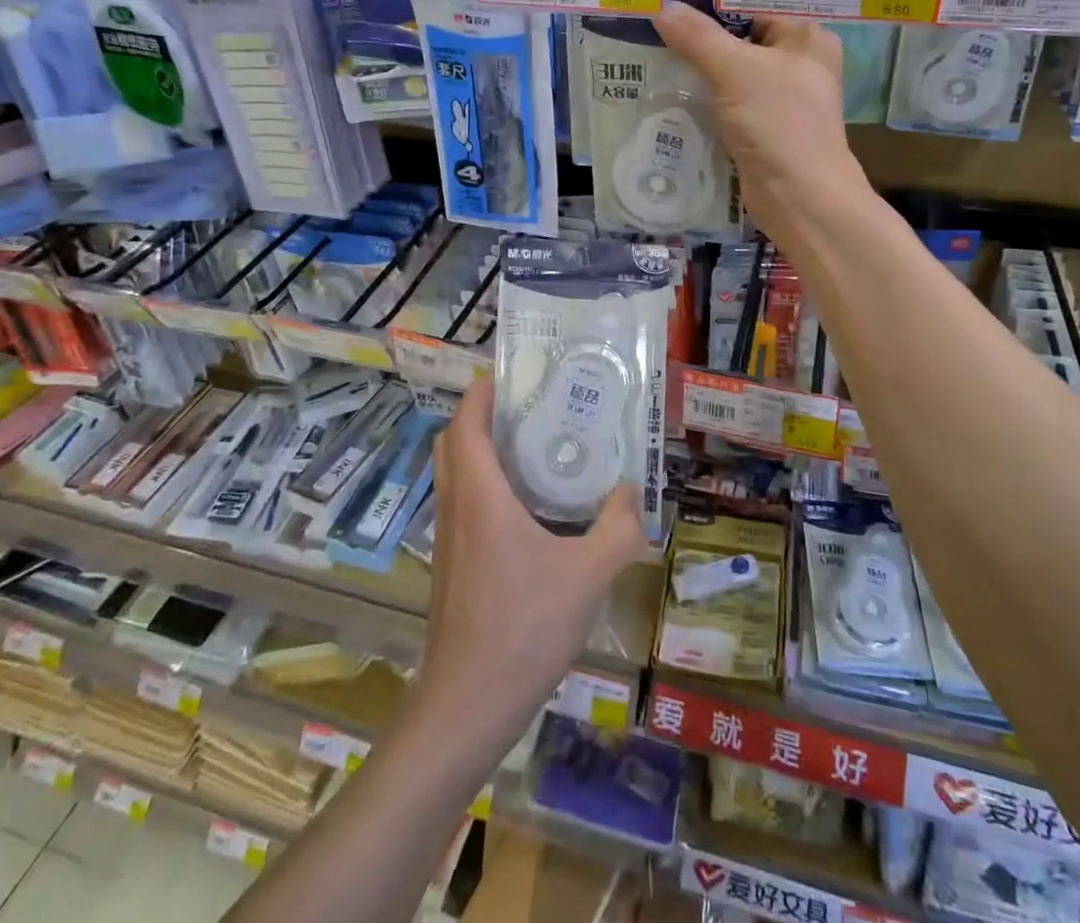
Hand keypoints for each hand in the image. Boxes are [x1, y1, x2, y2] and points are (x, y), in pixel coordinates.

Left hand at [418, 375, 646, 751]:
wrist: (467, 706)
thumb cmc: (523, 627)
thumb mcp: (588, 574)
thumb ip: (618, 528)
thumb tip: (631, 493)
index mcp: (479, 495)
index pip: (466, 421)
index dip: (482, 390)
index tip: (514, 373)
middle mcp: (456, 507)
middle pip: (453, 440)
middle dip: (482, 415)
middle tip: (528, 407)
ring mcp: (448, 539)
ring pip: (454, 473)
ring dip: (482, 450)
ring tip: (533, 447)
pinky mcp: (451, 565)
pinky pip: (462, 503)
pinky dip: (485, 485)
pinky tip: (528, 508)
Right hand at [653, 2, 867, 248]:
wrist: (799, 197)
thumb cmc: (778, 122)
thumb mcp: (736, 70)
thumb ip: (699, 38)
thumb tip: (663, 9)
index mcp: (807, 38)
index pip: (756, 6)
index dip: (716, 1)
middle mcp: (798, 65)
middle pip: (742, 40)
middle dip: (702, 37)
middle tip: (656, 24)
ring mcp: (779, 101)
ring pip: (732, 75)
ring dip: (699, 71)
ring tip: (654, 54)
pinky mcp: (761, 131)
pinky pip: (727, 105)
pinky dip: (704, 101)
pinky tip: (671, 93)